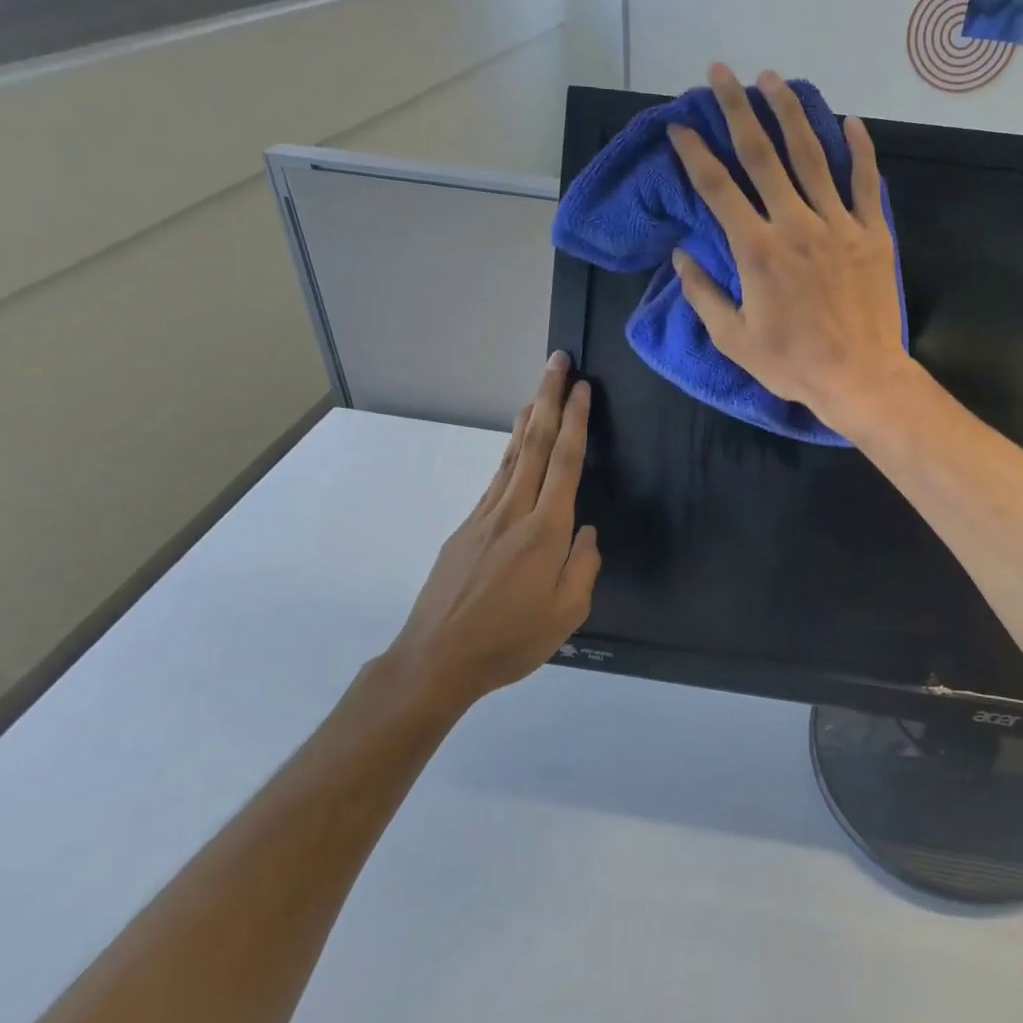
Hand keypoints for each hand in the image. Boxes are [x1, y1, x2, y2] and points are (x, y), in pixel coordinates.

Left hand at [386, 353, 600, 716]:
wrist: (436, 660)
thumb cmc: (510, 640)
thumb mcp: (567, 613)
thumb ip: (584, 567)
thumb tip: (586, 534)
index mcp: (545, 531)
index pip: (564, 462)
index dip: (575, 421)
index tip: (582, 387)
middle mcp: (513, 512)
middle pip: (534, 444)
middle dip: (548, 398)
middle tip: (557, 362)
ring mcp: (484, 517)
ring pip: (511, 456)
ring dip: (528, 418)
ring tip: (538, 391)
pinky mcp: (465, 529)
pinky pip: (495, 480)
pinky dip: (510, 453)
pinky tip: (515, 447)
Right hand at [668, 63, 912, 430]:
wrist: (860, 377)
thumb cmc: (793, 364)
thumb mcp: (734, 339)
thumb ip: (703, 294)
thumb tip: (680, 256)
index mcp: (757, 250)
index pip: (718, 189)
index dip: (695, 154)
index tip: (680, 127)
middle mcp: (795, 224)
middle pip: (763, 155)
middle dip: (737, 109)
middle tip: (722, 73)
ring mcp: (838, 224)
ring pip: (812, 156)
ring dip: (790, 113)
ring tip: (774, 79)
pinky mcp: (872, 233)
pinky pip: (866, 182)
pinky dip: (860, 149)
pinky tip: (849, 120)